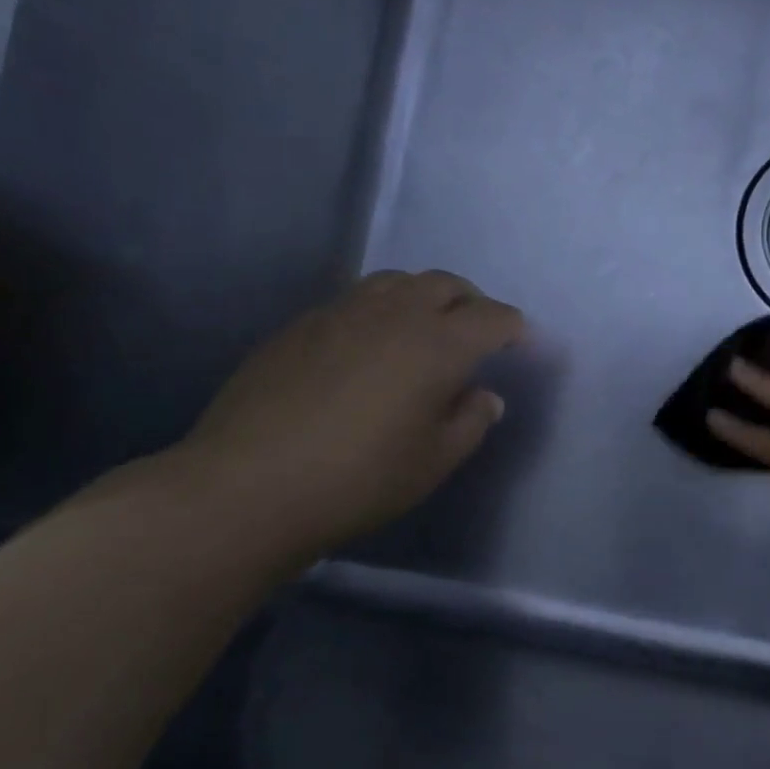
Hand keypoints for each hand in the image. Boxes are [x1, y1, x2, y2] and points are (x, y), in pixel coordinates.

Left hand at [178, 270, 524, 560]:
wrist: (248, 487)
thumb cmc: (359, 480)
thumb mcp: (434, 461)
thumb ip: (470, 421)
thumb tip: (484, 396)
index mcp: (437, 345)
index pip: (491, 317)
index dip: (513, 327)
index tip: (521, 342)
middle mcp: (394, 314)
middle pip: (444, 284)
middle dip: (471, 301)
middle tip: (478, 330)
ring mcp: (341, 313)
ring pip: (397, 282)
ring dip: (424, 296)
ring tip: (425, 328)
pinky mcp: (301, 325)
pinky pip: (355, 299)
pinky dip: (381, 309)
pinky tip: (370, 345)